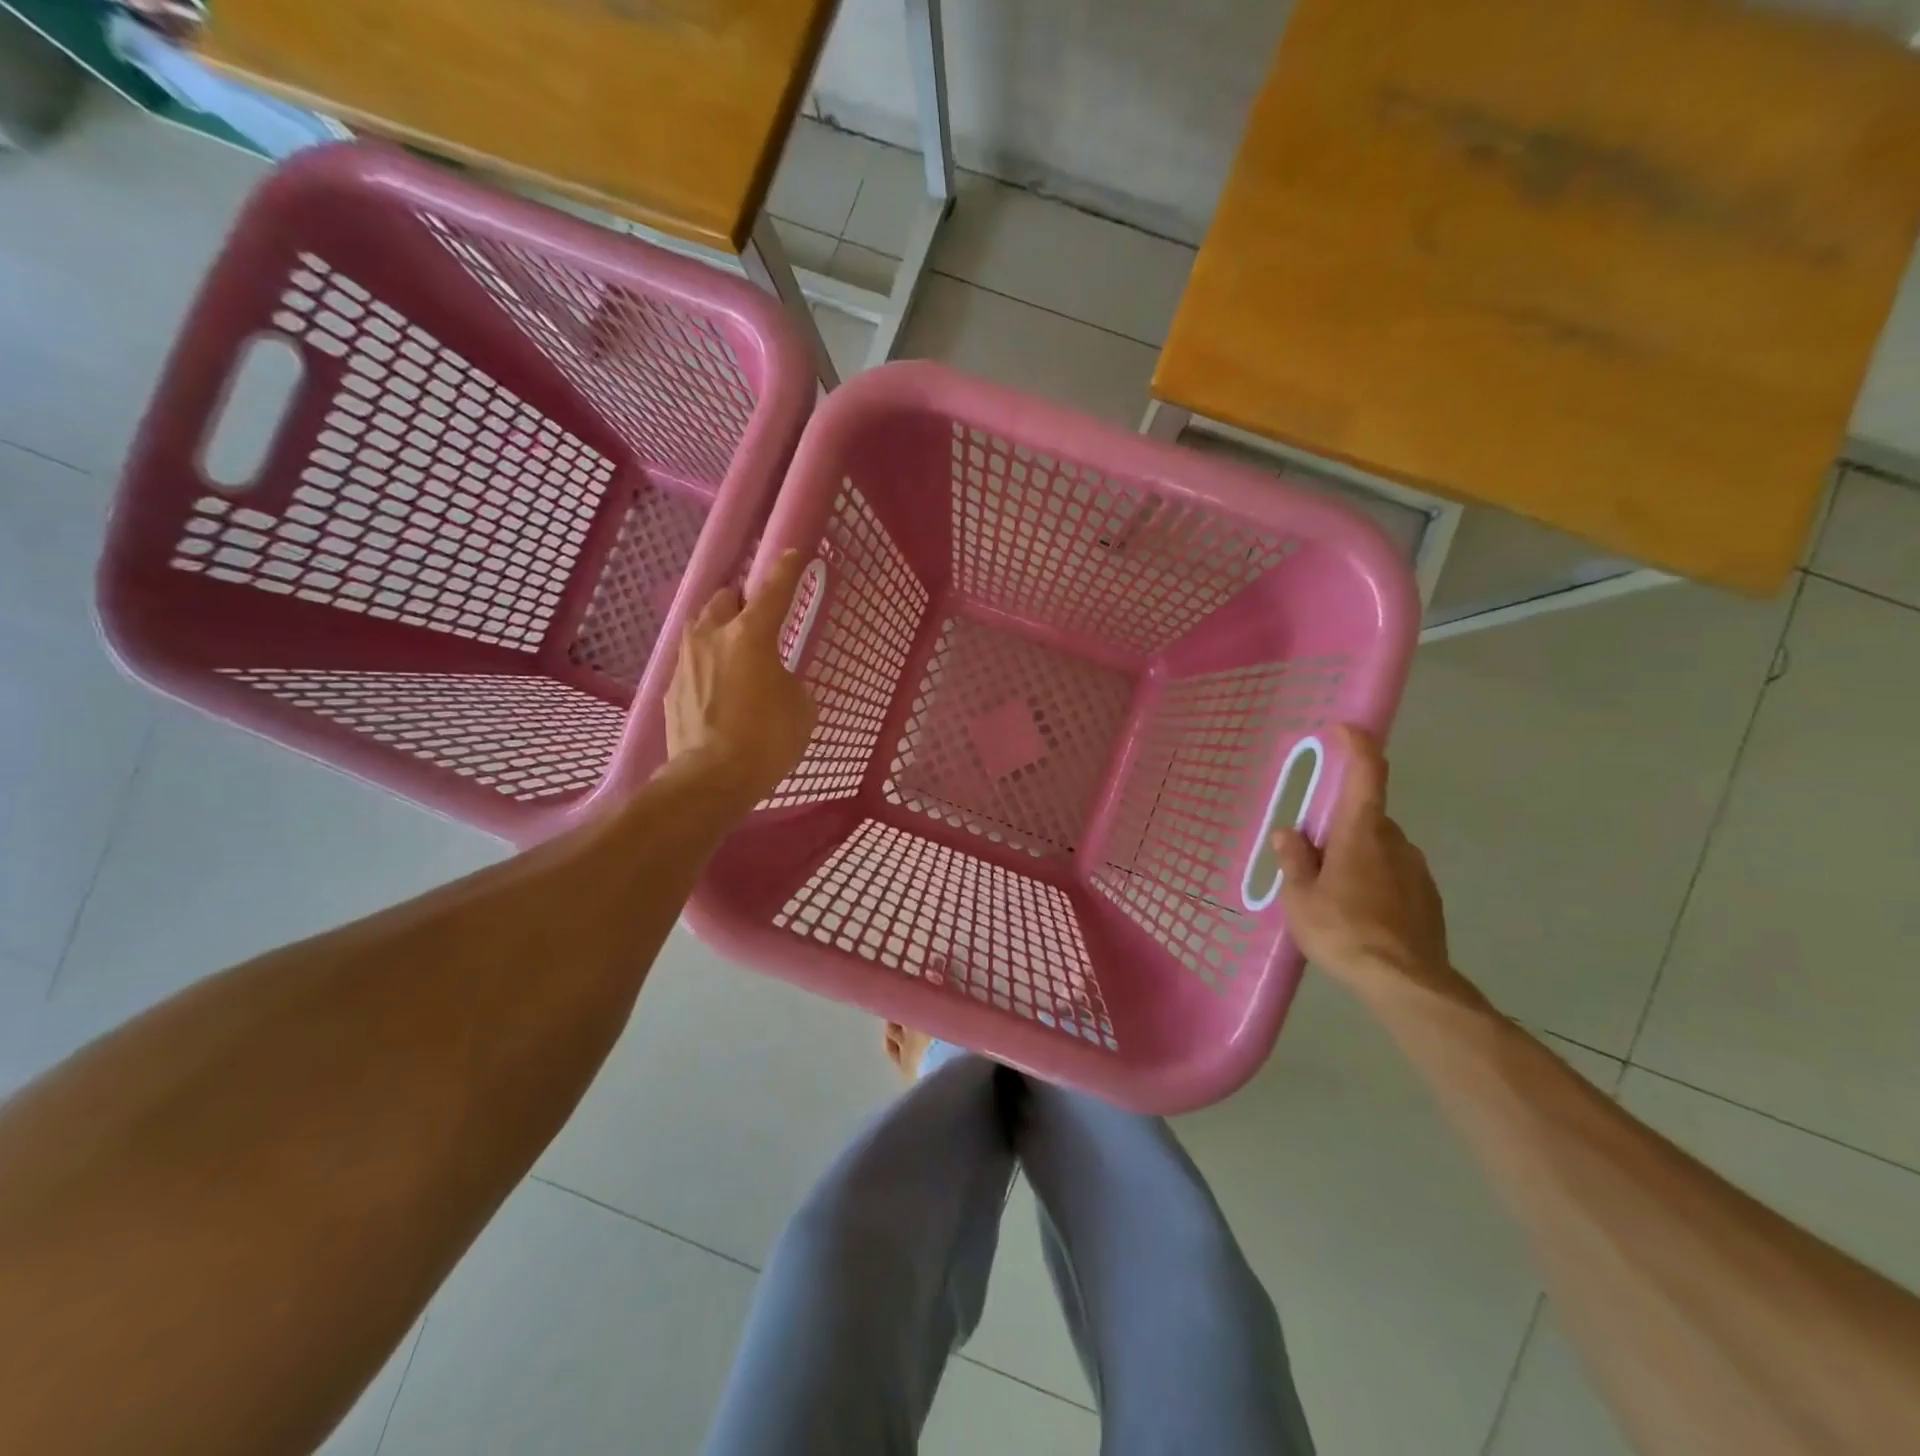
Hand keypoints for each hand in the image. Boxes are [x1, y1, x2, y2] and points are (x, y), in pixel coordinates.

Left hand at [665, 550, 816, 805]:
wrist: (710, 779)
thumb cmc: (766, 739)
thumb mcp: (800, 707)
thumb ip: (790, 680)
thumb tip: (776, 679)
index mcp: (751, 635)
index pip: (773, 589)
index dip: (787, 569)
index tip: (794, 553)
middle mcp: (712, 637)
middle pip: (724, 599)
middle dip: (741, 602)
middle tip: (757, 621)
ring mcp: (685, 661)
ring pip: (701, 628)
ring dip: (719, 631)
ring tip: (734, 655)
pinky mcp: (669, 688)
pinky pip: (690, 663)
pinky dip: (706, 666)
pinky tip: (718, 691)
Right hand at [1274, 725, 1480, 1007]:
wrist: (1407, 984)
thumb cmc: (1343, 931)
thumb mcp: (1301, 897)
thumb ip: (1294, 860)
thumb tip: (1289, 832)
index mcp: (1362, 833)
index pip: (1367, 774)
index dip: (1357, 745)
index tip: (1343, 729)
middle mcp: (1396, 841)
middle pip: (1365, 817)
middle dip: (1338, 827)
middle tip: (1311, 856)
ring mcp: (1417, 870)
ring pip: (1379, 847)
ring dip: (1356, 856)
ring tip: (1332, 894)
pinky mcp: (1428, 897)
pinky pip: (1393, 874)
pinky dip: (1374, 880)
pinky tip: (1358, 913)